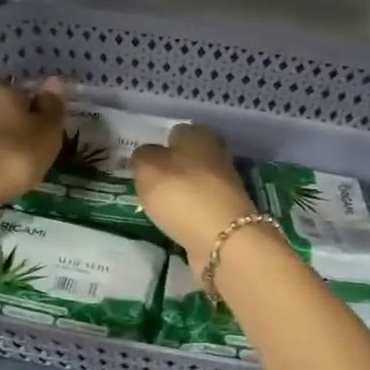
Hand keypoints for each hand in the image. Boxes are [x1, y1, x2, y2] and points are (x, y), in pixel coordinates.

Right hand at [131, 123, 258, 262]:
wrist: (221, 237)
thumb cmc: (180, 193)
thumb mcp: (147, 168)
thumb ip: (142, 157)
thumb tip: (146, 156)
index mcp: (198, 135)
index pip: (175, 132)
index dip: (159, 145)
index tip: (143, 163)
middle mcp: (216, 154)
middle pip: (187, 158)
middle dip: (171, 169)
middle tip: (148, 185)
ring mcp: (225, 185)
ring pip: (194, 183)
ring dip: (180, 192)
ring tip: (158, 206)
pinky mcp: (227, 212)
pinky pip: (200, 207)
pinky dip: (189, 212)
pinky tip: (175, 221)